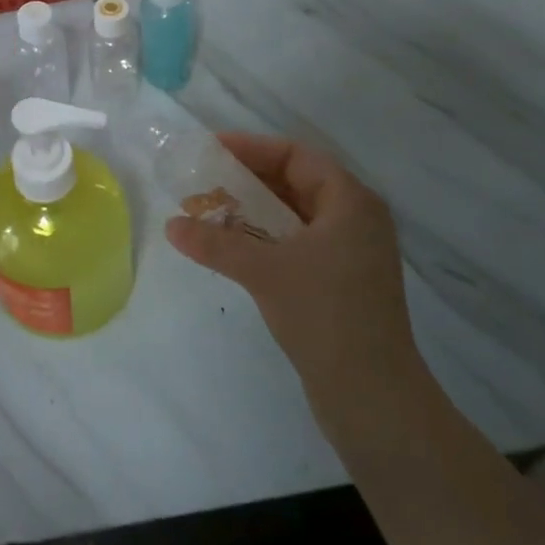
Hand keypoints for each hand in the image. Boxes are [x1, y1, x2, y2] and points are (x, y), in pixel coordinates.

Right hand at [164, 134, 421, 417]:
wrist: (373, 397)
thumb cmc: (325, 316)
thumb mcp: (264, 271)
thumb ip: (216, 243)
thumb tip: (171, 226)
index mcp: (351, 202)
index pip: (296, 156)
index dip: (252, 148)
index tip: (211, 149)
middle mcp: (355, 219)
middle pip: (295, 182)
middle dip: (247, 180)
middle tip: (204, 180)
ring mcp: (350, 252)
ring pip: (294, 215)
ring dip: (252, 210)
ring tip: (209, 212)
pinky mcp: (340, 281)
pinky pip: (297, 242)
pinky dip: (264, 237)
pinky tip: (233, 247)